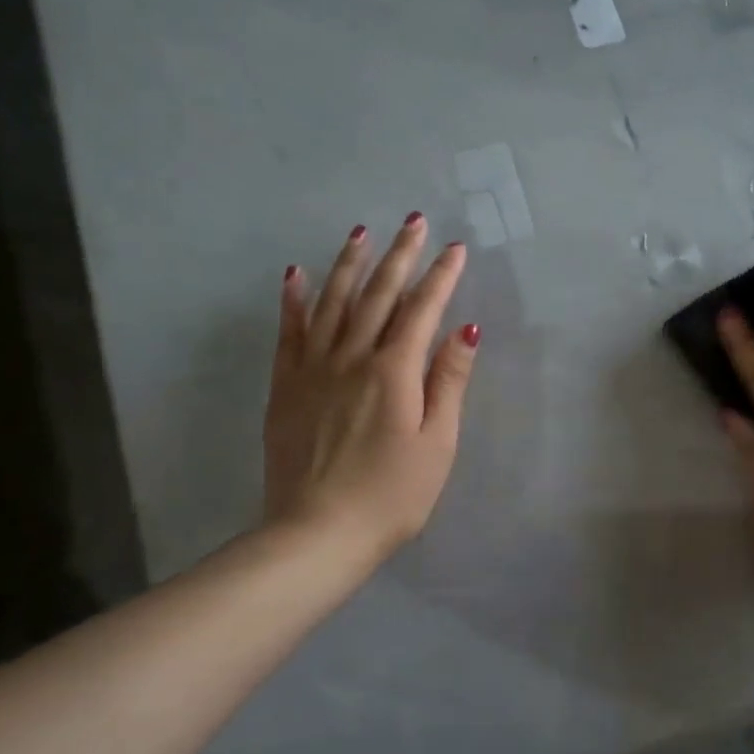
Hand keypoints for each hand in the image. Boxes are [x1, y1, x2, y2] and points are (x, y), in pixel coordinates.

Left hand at [264, 216, 476, 561]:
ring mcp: (313, 369)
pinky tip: (296, 274)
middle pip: (377, 295)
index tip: (455, 247)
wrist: (316, 534)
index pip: (421, 310)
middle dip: (399, 255)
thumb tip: (467, 328)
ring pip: (332, 303)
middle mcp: (351, 357)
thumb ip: (449, 381)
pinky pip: (289, 332)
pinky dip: (294, 300)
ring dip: (349, 264)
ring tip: (361, 232)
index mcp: (394, 371)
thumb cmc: (391, 495)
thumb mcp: (437, 443)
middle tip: (413, 220)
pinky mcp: (286, 387)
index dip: (441, 276)